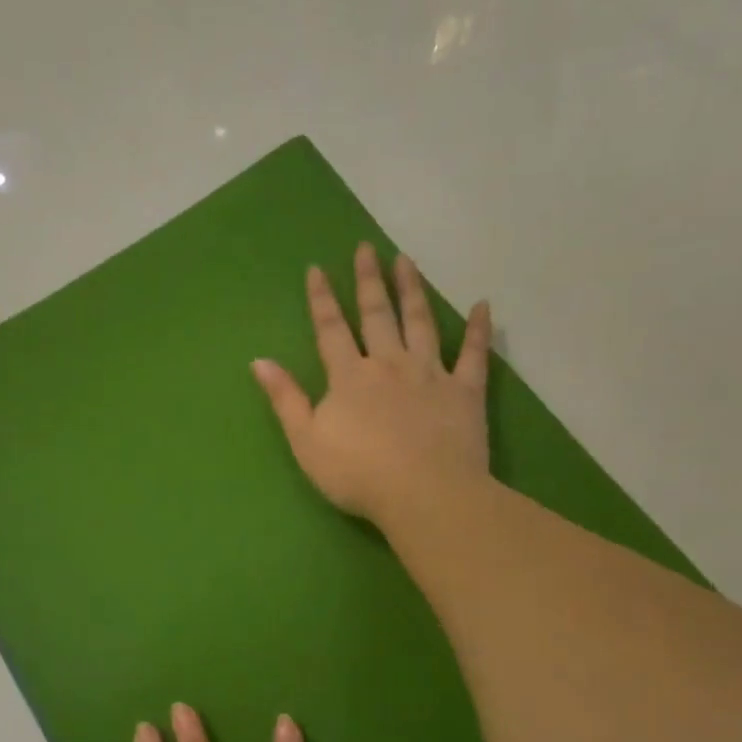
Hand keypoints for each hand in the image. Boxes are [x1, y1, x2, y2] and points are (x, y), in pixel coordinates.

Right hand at [251, 242, 492, 525]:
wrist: (423, 494)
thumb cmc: (357, 474)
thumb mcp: (306, 441)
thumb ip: (285, 399)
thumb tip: (259, 361)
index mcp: (349, 377)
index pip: (331, 329)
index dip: (322, 299)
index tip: (317, 268)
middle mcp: (389, 364)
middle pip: (377, 315)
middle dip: (369, 281)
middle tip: (367, 248)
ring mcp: (431, 374)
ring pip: (421, 323)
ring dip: (412, 290)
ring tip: (406, 260)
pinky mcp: (465, 392)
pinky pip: (474, 355)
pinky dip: (478, 330)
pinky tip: (482, 305)